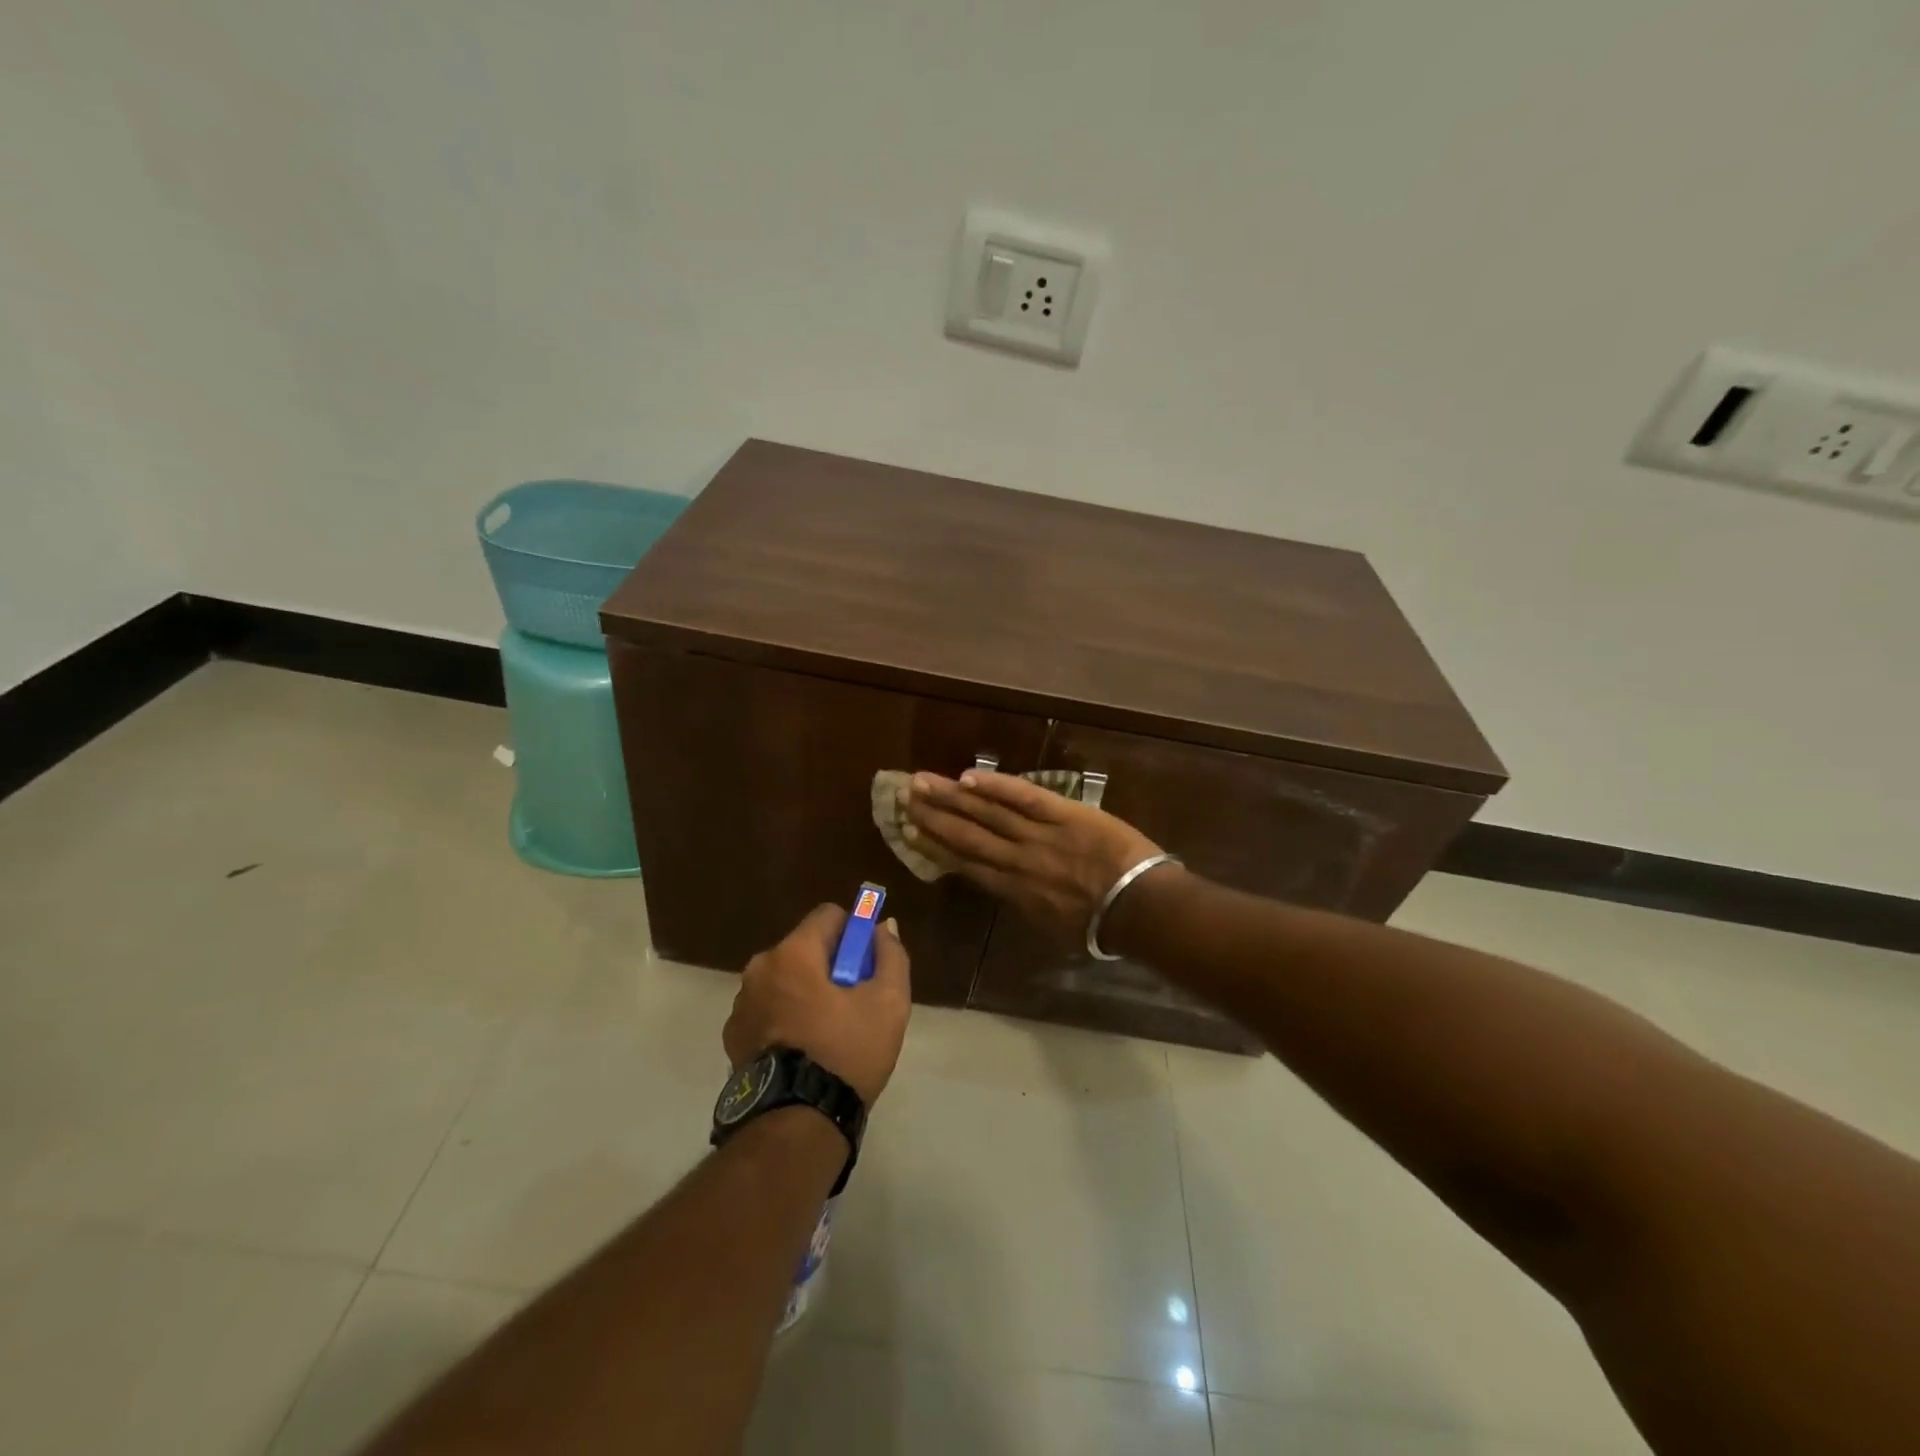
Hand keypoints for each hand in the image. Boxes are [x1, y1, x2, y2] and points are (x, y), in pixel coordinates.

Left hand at [723, 904, 911, 1106]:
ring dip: (804, 992)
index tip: (865, 964)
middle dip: (829, 966)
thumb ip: (891, 955)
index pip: (828, 915)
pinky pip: (767, 1010)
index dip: (853, 933)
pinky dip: (784, 1018)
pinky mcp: (732, 1037)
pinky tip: (802, 1051)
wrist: (795, 1124)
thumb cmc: (845, 1053)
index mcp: (793, 953)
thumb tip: (884, 927)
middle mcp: (759, 968)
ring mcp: (741, 1004)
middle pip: (804, 948)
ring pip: (784, 980)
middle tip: (851, 1003)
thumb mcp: (888, 1003)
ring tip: (826, 1033)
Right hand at [900, 770, 1160, 941]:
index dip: (936, 847)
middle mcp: (1016, 861)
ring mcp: (1038, 835)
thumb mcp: (1053, 928)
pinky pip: (1024, 797)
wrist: (1139, 907)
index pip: (967, 864)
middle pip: (967, 835)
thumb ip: (1025, 905)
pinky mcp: (1062, 814)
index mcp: (1014, 891)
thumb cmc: (1101, 926)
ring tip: (923, 783)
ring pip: (987, 813)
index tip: (912, 832)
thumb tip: (1006, 889)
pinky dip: (996, 786)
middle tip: (904, 798)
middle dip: (934, 816)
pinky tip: (968, 776)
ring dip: (952, 797)